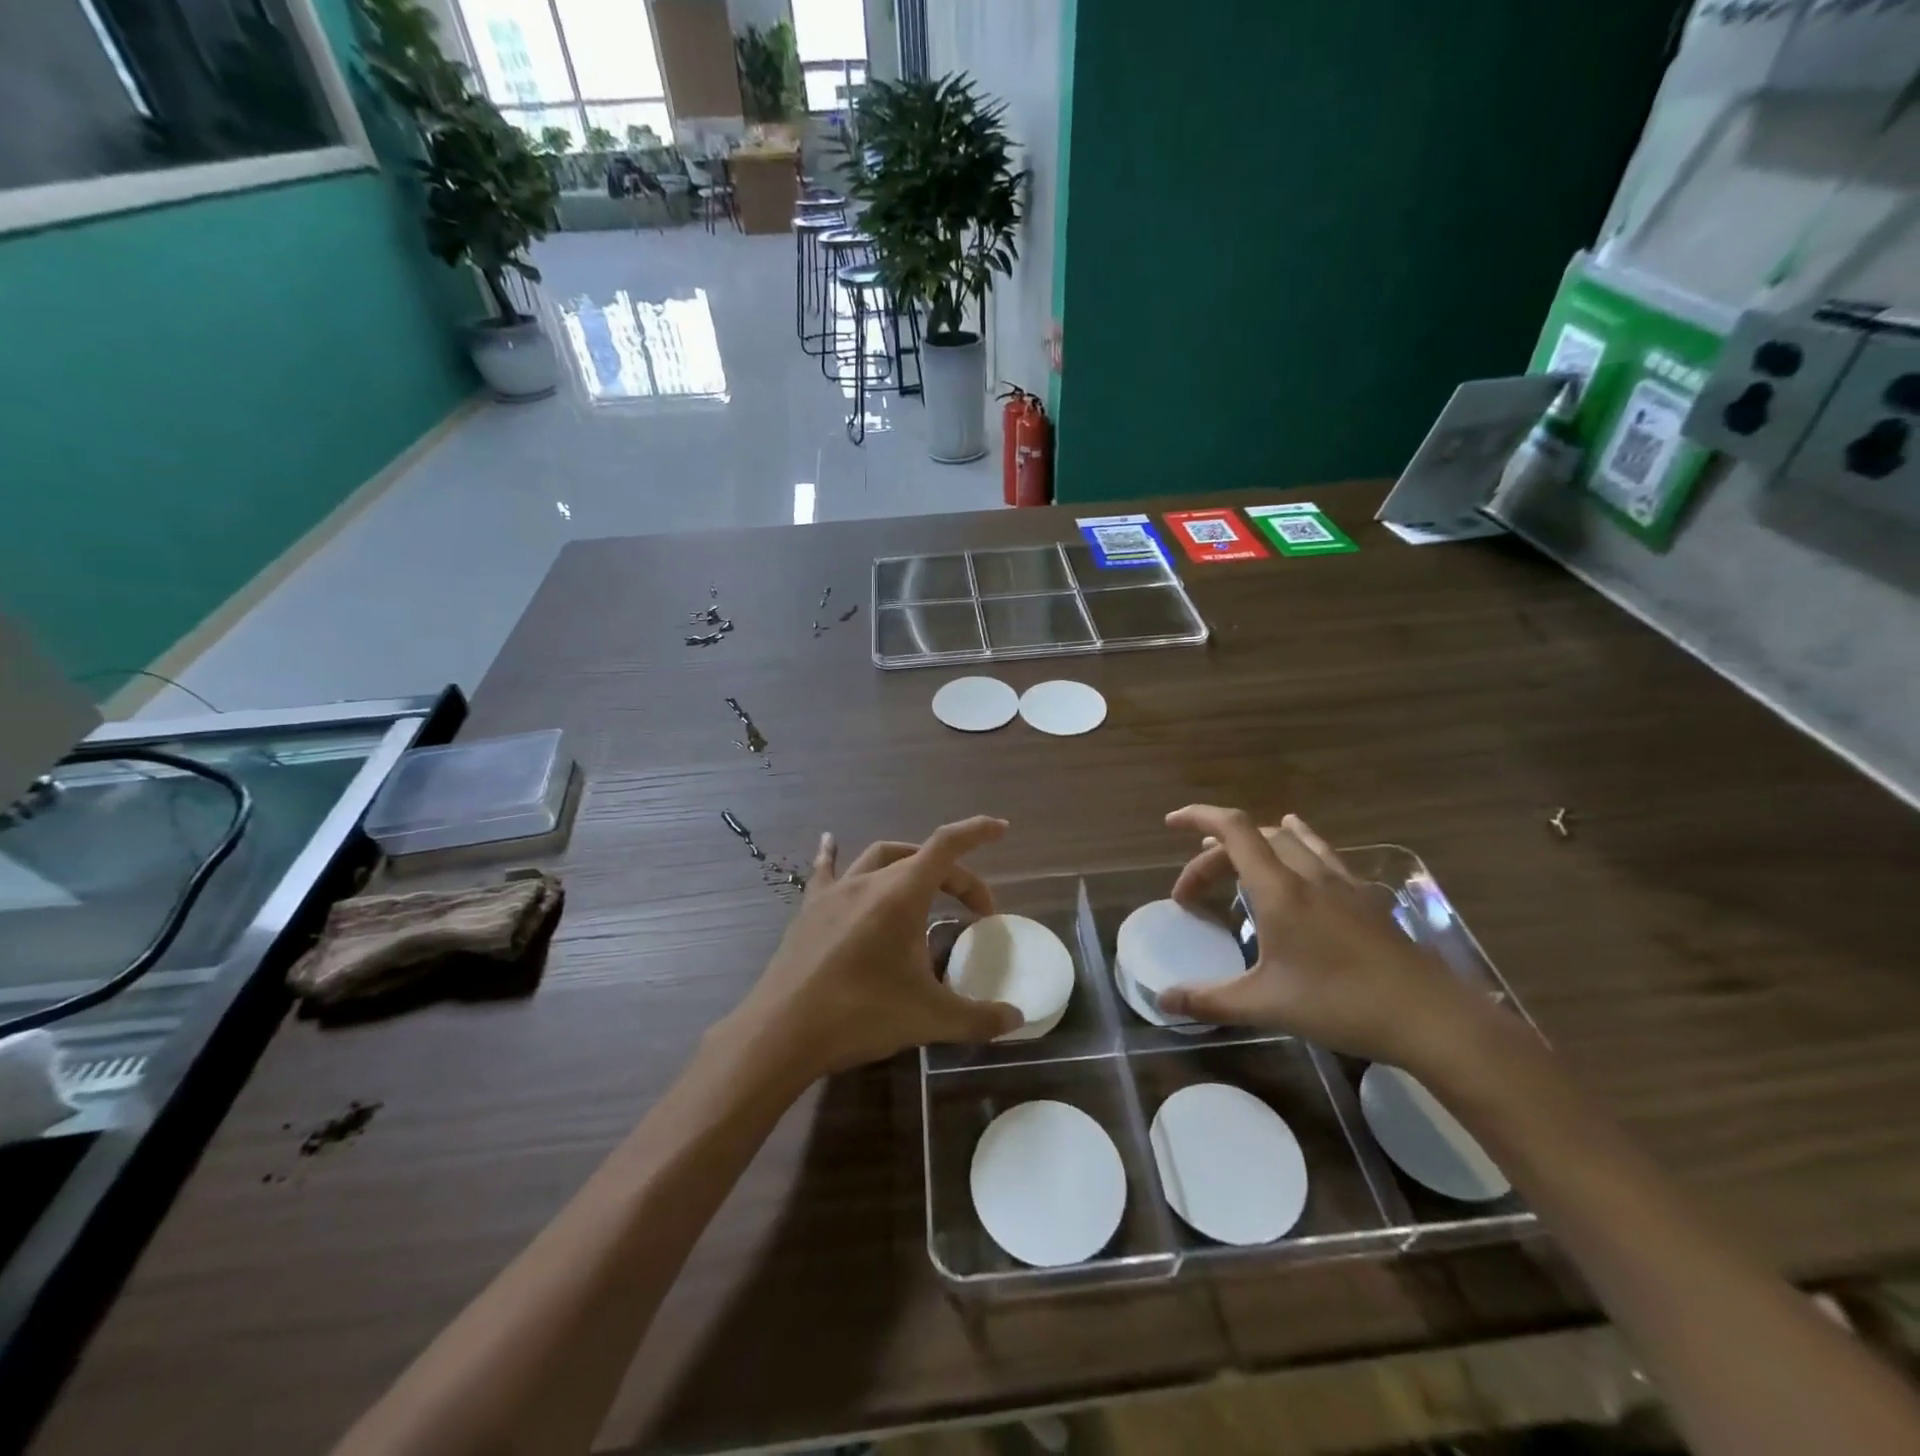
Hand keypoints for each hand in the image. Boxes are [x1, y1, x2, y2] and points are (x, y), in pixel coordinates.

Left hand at [719, 817, 1023, 1084]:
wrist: (782, 1032)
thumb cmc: (860, 1015)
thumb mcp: (929, 1018)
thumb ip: (979, 1018)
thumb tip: (1017, 1019)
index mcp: (901, 895)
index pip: (947, 846)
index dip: (976, 832)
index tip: (1001, 828)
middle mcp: (868, 882)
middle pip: (920, 858)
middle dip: (953, 876)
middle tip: (972, 911)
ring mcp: (834, 892)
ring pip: (878, 857)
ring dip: (908, 863)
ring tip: (923, 882)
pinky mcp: (809, 909)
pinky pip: (826, 871)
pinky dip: (835, 855)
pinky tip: (829, 841)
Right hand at [1158, 806, 1489, 1074]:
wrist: (1429, 1017)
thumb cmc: (1340, 1003)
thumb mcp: (1266, 1005)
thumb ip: (1210, 1000)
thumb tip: (1163, 1001)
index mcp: (1279, 889)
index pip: (1233, 831)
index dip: (1199, 818)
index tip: (1171, 823)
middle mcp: (1309, 874)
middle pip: (1255, 838)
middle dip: (1215, 854)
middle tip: (1194, 892)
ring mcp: (1342, 883)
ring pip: (1291, 840)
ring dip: (1255, 844)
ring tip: (1235, 858)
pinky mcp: (1366, 899)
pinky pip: (1323, 855)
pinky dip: (1297, 847)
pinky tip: (1302, 864)